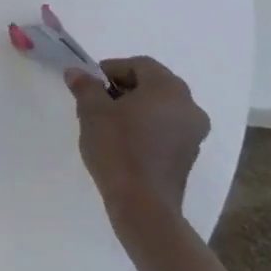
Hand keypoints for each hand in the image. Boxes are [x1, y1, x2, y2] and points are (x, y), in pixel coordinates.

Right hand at [66, 56, 209, 229]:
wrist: (143, 205)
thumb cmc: (118, 148)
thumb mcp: (92, 110)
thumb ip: (86, 85)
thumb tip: (77, 73)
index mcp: (169, 88)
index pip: (139, 65)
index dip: (111, 69)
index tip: (91, 84)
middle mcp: (189, 106)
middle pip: (152, 84)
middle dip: (123, 88)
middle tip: (98, 100)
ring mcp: (194, 133)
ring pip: (160, 106)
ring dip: (135, 107)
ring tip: (108, 122)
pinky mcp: (189, 155)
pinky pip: (166, 127)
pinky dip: (147, 126)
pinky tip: (125, 140)